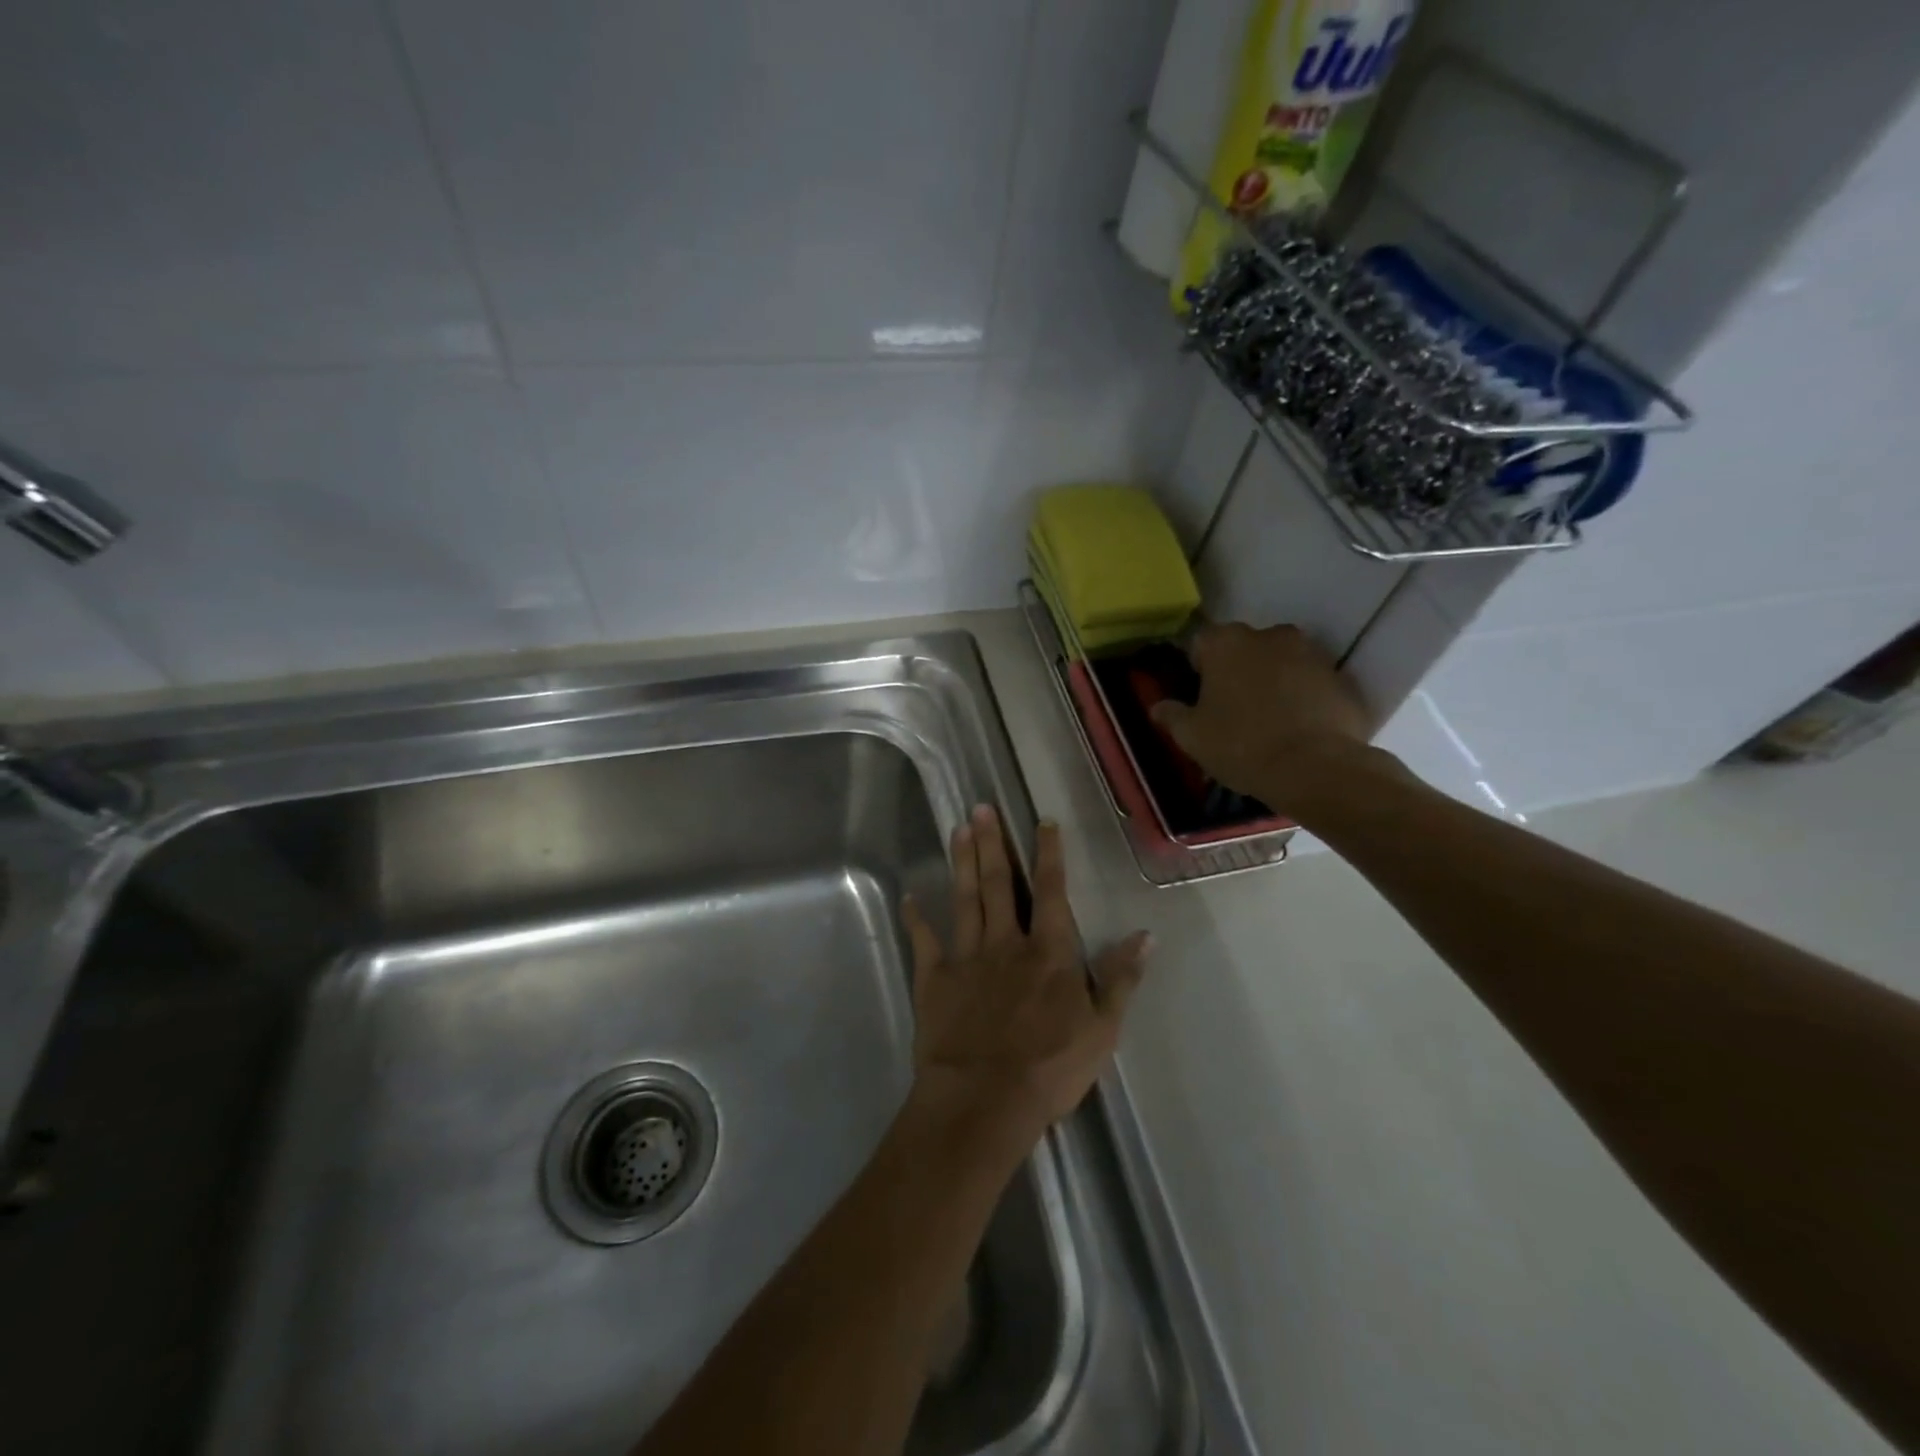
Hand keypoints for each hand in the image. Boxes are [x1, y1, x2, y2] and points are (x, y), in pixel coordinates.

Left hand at [901, 805, 1149, 1153]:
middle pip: (998, 883)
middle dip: (992, 843)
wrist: (983, 1098)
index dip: (1048, 854)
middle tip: (982, 807)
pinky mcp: (935, 978)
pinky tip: (909, 897)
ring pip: (965, 898)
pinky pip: (924, 940)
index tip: (1042, 822)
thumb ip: (1120, 979)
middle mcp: (1006, 941)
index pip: (1050, 891)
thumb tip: (1145, 936)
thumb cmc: (1049, 1068)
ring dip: (961, 862)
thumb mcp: (1101, 1030)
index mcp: (1048, 951)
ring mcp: (967, 956)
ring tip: (957, 829)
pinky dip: (916, 918)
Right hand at [1149, 622, 1374, 811]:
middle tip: (1232, 707)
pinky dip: (1304, 696)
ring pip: (1282, 661)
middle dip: (1238, 669)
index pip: (1202, 642)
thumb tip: (1158, 707)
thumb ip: (1172, 715)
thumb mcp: (1192, 736)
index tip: (1200, 694)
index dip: (1199, 667)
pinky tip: (1298, 727)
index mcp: (1227, 642)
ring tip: (1269, 718)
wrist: (1315, 769)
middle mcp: (1271, 636)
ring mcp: (1312, 653)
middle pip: (1246, 647)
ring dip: (1273, 680)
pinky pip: (1312, 682)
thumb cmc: (1240, 745)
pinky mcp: (1342, 678)